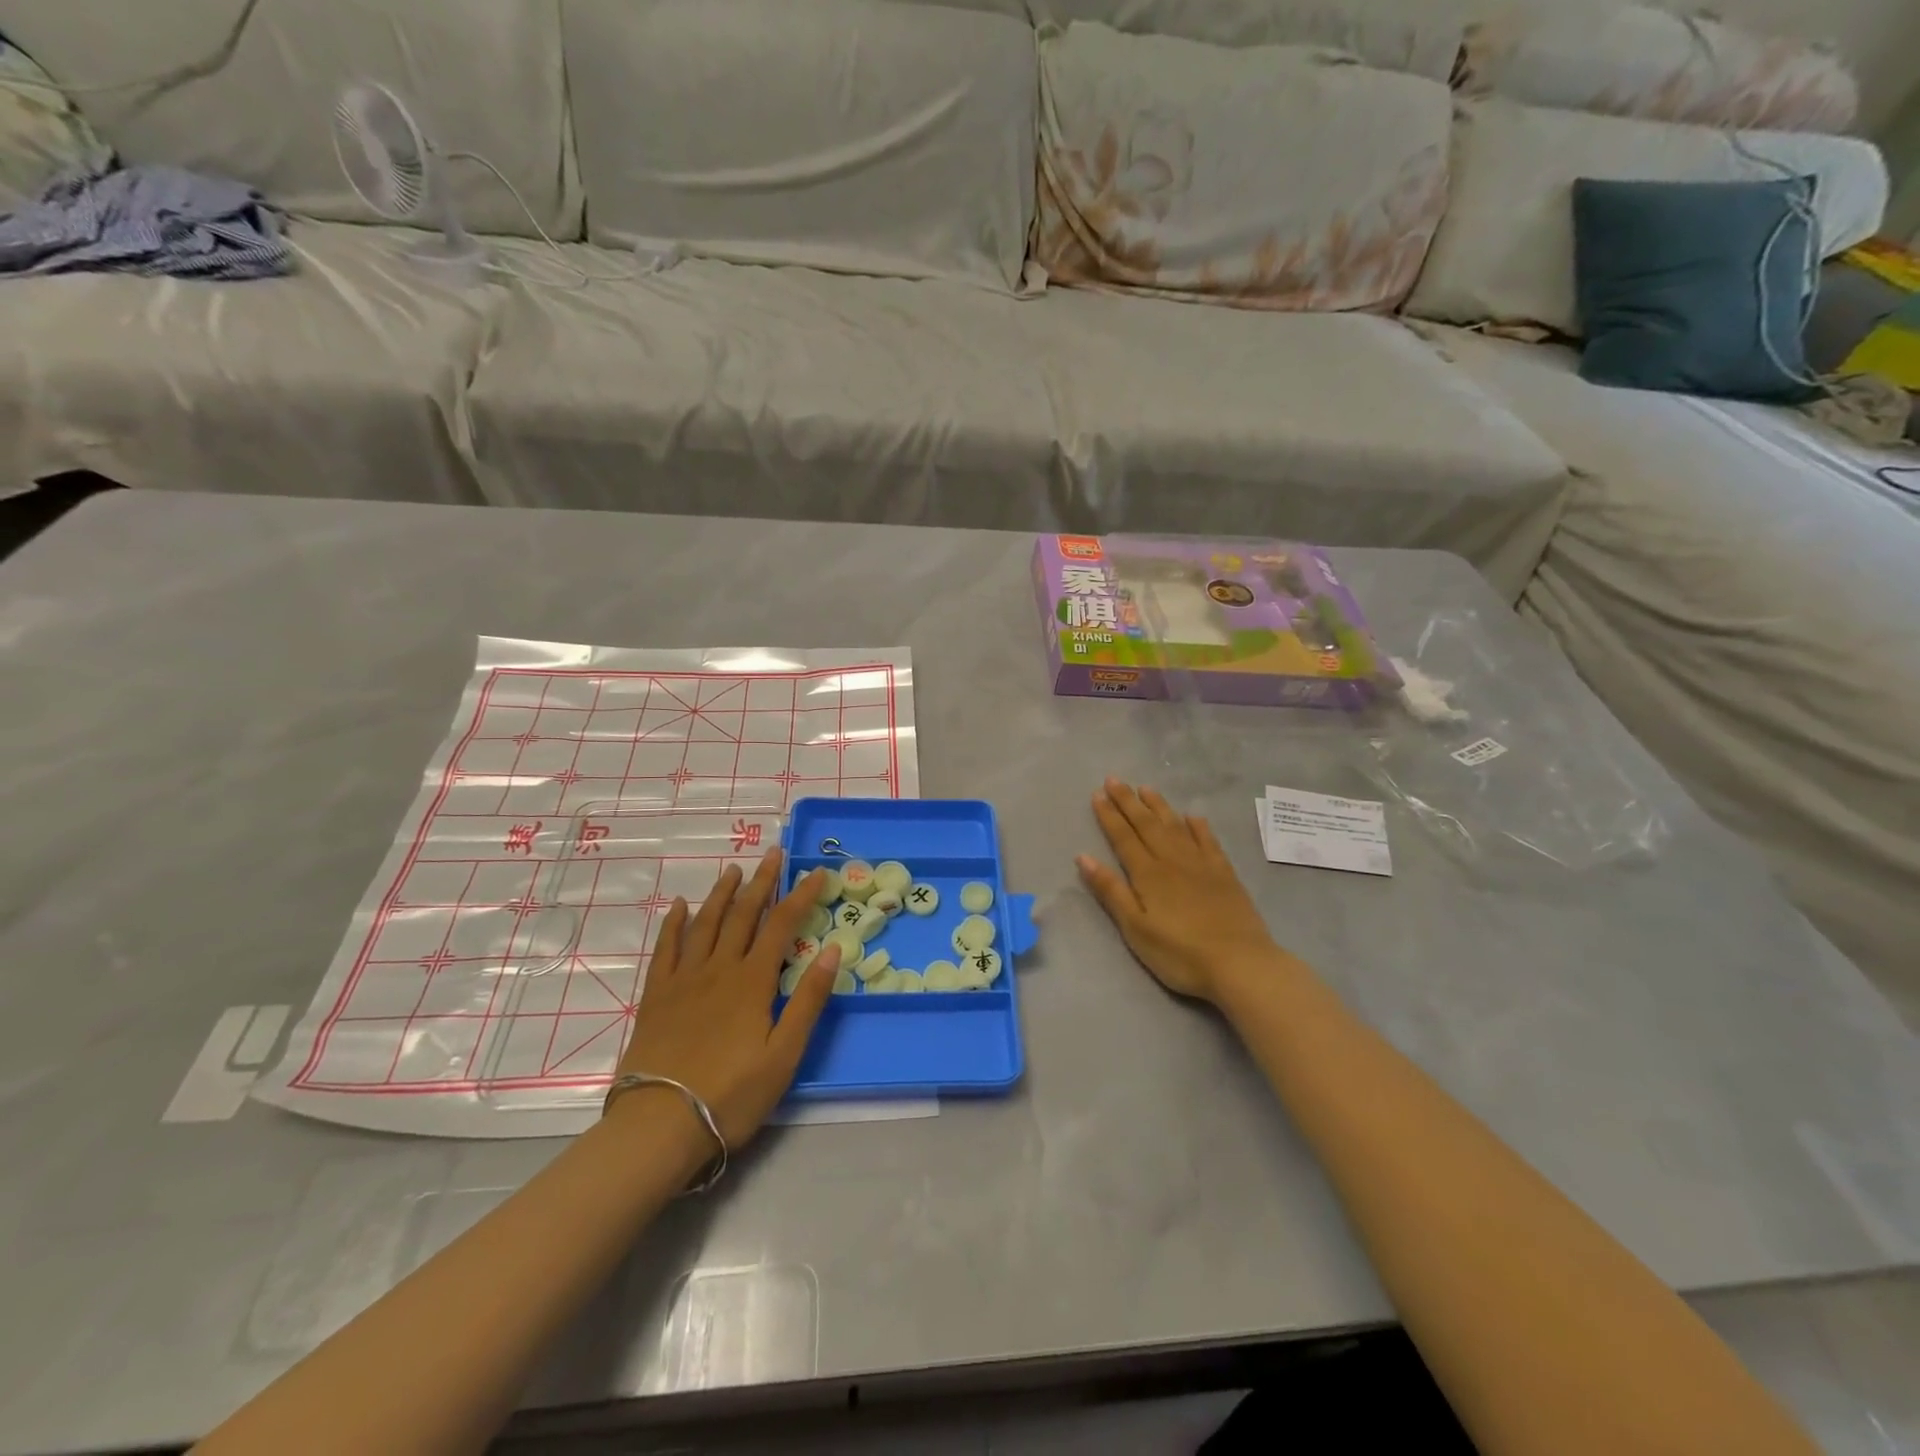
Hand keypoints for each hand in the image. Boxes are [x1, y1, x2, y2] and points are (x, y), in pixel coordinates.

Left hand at [613, 849, 840, 1148]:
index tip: (816, 873)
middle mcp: (719, 969)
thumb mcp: (784, 1055)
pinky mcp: (656, 997)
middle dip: (761, 882)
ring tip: (734, 870)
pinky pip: (665, 949)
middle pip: (743, 915)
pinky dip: (674, 923)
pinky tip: (679, 906)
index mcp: (752, 982)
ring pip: (705, 924)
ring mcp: (684, 980)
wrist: (659, 1126)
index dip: (800, 896)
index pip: (782, 925)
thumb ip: (808, 1000)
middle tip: (773, 854)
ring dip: (721, 894)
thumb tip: (832, 949)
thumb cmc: (731, 1095)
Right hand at [1077, 778, 1288, 1005]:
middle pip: (1146, 825)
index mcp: (1148, 874)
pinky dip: (1198, 827)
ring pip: (1175, 826)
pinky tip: (1192, 816)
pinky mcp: (1225, 874)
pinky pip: (1208, 841)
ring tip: (1145, 788)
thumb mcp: (1135, 928)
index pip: (1123, 838)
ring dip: (1159, 806)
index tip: (1097, 794)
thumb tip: (1083, 857)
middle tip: (1114, 779)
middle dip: (1128, 802)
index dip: (1109, 816)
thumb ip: (1111, 891)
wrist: (1240, 963)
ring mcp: (1201, 865)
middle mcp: (1172, 860)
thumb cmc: (1180, 953)